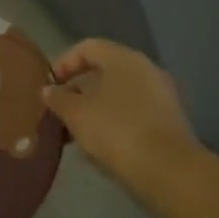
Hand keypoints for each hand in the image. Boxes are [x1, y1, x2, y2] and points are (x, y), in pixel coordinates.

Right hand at [44, 40, 203, 191]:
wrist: (167, 170)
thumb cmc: (115, 130)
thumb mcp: (75, 114)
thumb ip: (58, 98)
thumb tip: (49, 90)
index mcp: (123, 58)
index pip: (87, 47)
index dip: (64, 63)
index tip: (49, 86)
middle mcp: (145, 69)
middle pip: (104, 71)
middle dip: (78, 90)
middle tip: (60, 111)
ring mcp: (161, 94)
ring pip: (119, 94)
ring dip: (95, 108)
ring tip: (75, 132)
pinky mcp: (169, 120)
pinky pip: (134, 112)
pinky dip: (114, 121)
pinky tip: (101, 144)